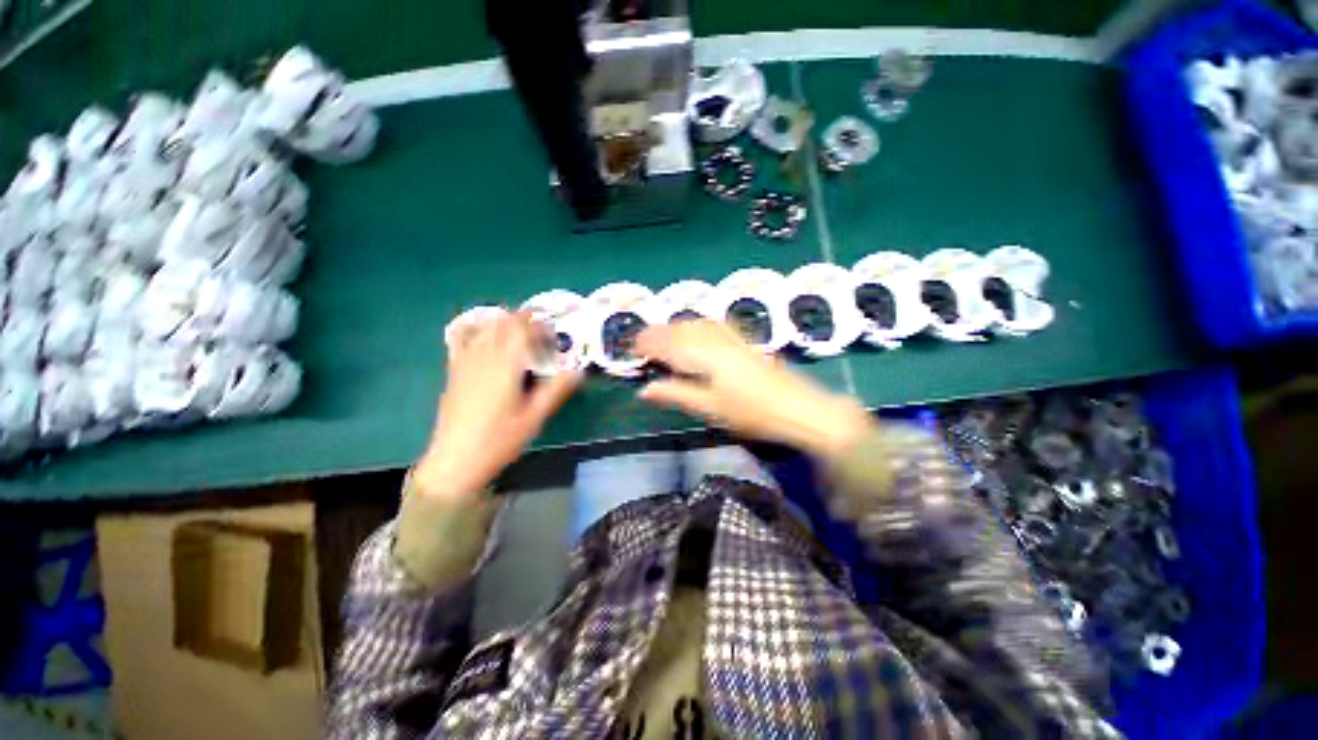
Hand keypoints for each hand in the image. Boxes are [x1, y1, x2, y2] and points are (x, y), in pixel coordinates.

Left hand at [414, 312, 581, 501]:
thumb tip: (579, 370)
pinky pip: (465, 337)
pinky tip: (489, 337)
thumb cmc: (500, 439)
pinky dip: (480, 330)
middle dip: (525, 321)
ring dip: (506, 323)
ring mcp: (465, 361)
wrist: (456, 459)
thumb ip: (557, 389)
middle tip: (542, 335)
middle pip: (504, 322)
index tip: (555, 336)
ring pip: (486, 327)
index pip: (523, 329)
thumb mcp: (535, 416)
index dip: (541, 327)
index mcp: (506, 365)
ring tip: (521, 335)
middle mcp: (484, 356)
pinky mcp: (455, 370)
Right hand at [635, 320, 874, 460]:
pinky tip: (695, 329)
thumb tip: (644, 390)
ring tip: (661, 335)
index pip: (668, 344)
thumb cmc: (752, 413)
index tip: (632, 348)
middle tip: (641, 341)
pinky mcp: (744, 341)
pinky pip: (713, 325)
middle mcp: (715, 340)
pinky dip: (696, 325)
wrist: (798, 408)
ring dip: (675, 327)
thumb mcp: (710, 408)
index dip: (648, 344)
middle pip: (680, 330)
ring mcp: (732, 338)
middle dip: (658, 333)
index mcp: (704, 356)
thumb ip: (676, 395)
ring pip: (696, 324)